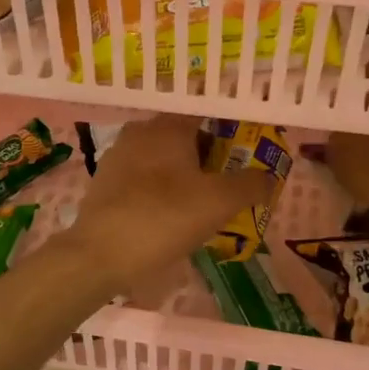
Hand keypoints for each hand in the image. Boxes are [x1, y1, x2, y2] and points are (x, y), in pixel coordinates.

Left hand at [62, 116, 274, 289]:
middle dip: (207, 155)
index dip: (229, 130)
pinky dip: (158, 189)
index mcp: (168, 127)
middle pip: (183, 136)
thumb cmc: (163, 218)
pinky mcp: (104, 183)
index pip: (205, 114)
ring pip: (161, 158)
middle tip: (228, 181)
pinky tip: (168, 214)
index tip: (246, 150)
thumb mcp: (218, 203)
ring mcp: (117, 157)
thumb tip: (269, 176)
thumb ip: (249, 185)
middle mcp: (140, 132)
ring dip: (182, 174)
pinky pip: (142, 178)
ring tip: (202, 202)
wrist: (99, 254)